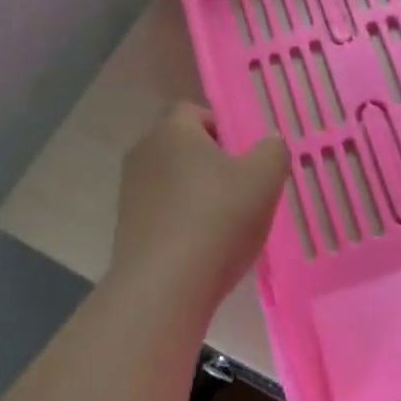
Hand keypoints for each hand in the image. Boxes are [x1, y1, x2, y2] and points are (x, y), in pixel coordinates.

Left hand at [108, 103, 290, 308]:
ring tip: (229, 224)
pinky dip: (185, 222)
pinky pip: (165, 212)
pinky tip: (207, 247)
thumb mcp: (265, 178)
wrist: (164, 289)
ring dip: (200, 195)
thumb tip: (268, 145)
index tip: (247, 155)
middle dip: (215, 163)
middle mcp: (143, 153)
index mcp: (172, 131)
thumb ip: (273, 151)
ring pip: (175, 182)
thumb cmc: (217, 220)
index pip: (195, 111)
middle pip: (185, 147)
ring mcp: (131, 193)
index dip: (225, 127)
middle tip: (246, 188)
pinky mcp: (127, 229)